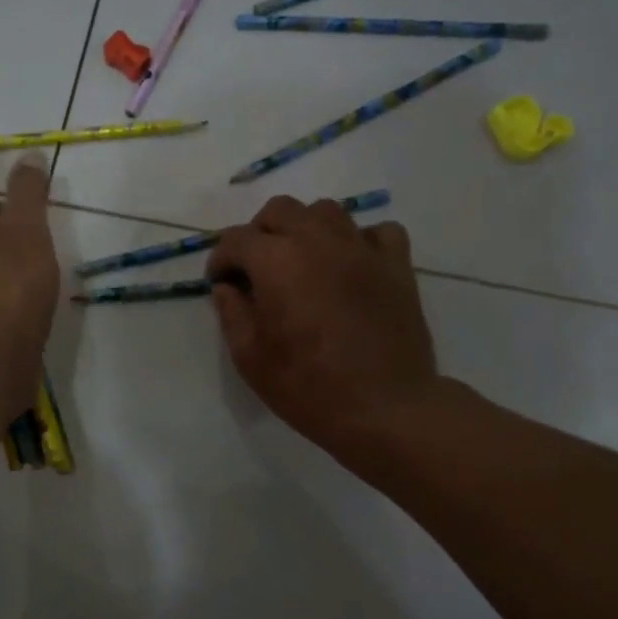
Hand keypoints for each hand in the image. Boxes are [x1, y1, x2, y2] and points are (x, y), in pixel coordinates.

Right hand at [205, 196, 443, 459]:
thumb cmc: (308, 387)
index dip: (220, 259)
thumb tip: (227, 287)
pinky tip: (351, 266)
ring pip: (327, 211)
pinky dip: (358, 241)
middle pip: (280, 210)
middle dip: (259, 233)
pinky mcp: (397, 265)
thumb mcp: (250, 358)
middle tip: (256, 269)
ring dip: (305, 229)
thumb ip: (232, 313)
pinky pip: (377, 232)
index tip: (220, 283)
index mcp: (277, 262)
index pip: (236, 240)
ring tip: (302, 262)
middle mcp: (319, 241)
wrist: (383, 408)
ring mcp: (363, 249)